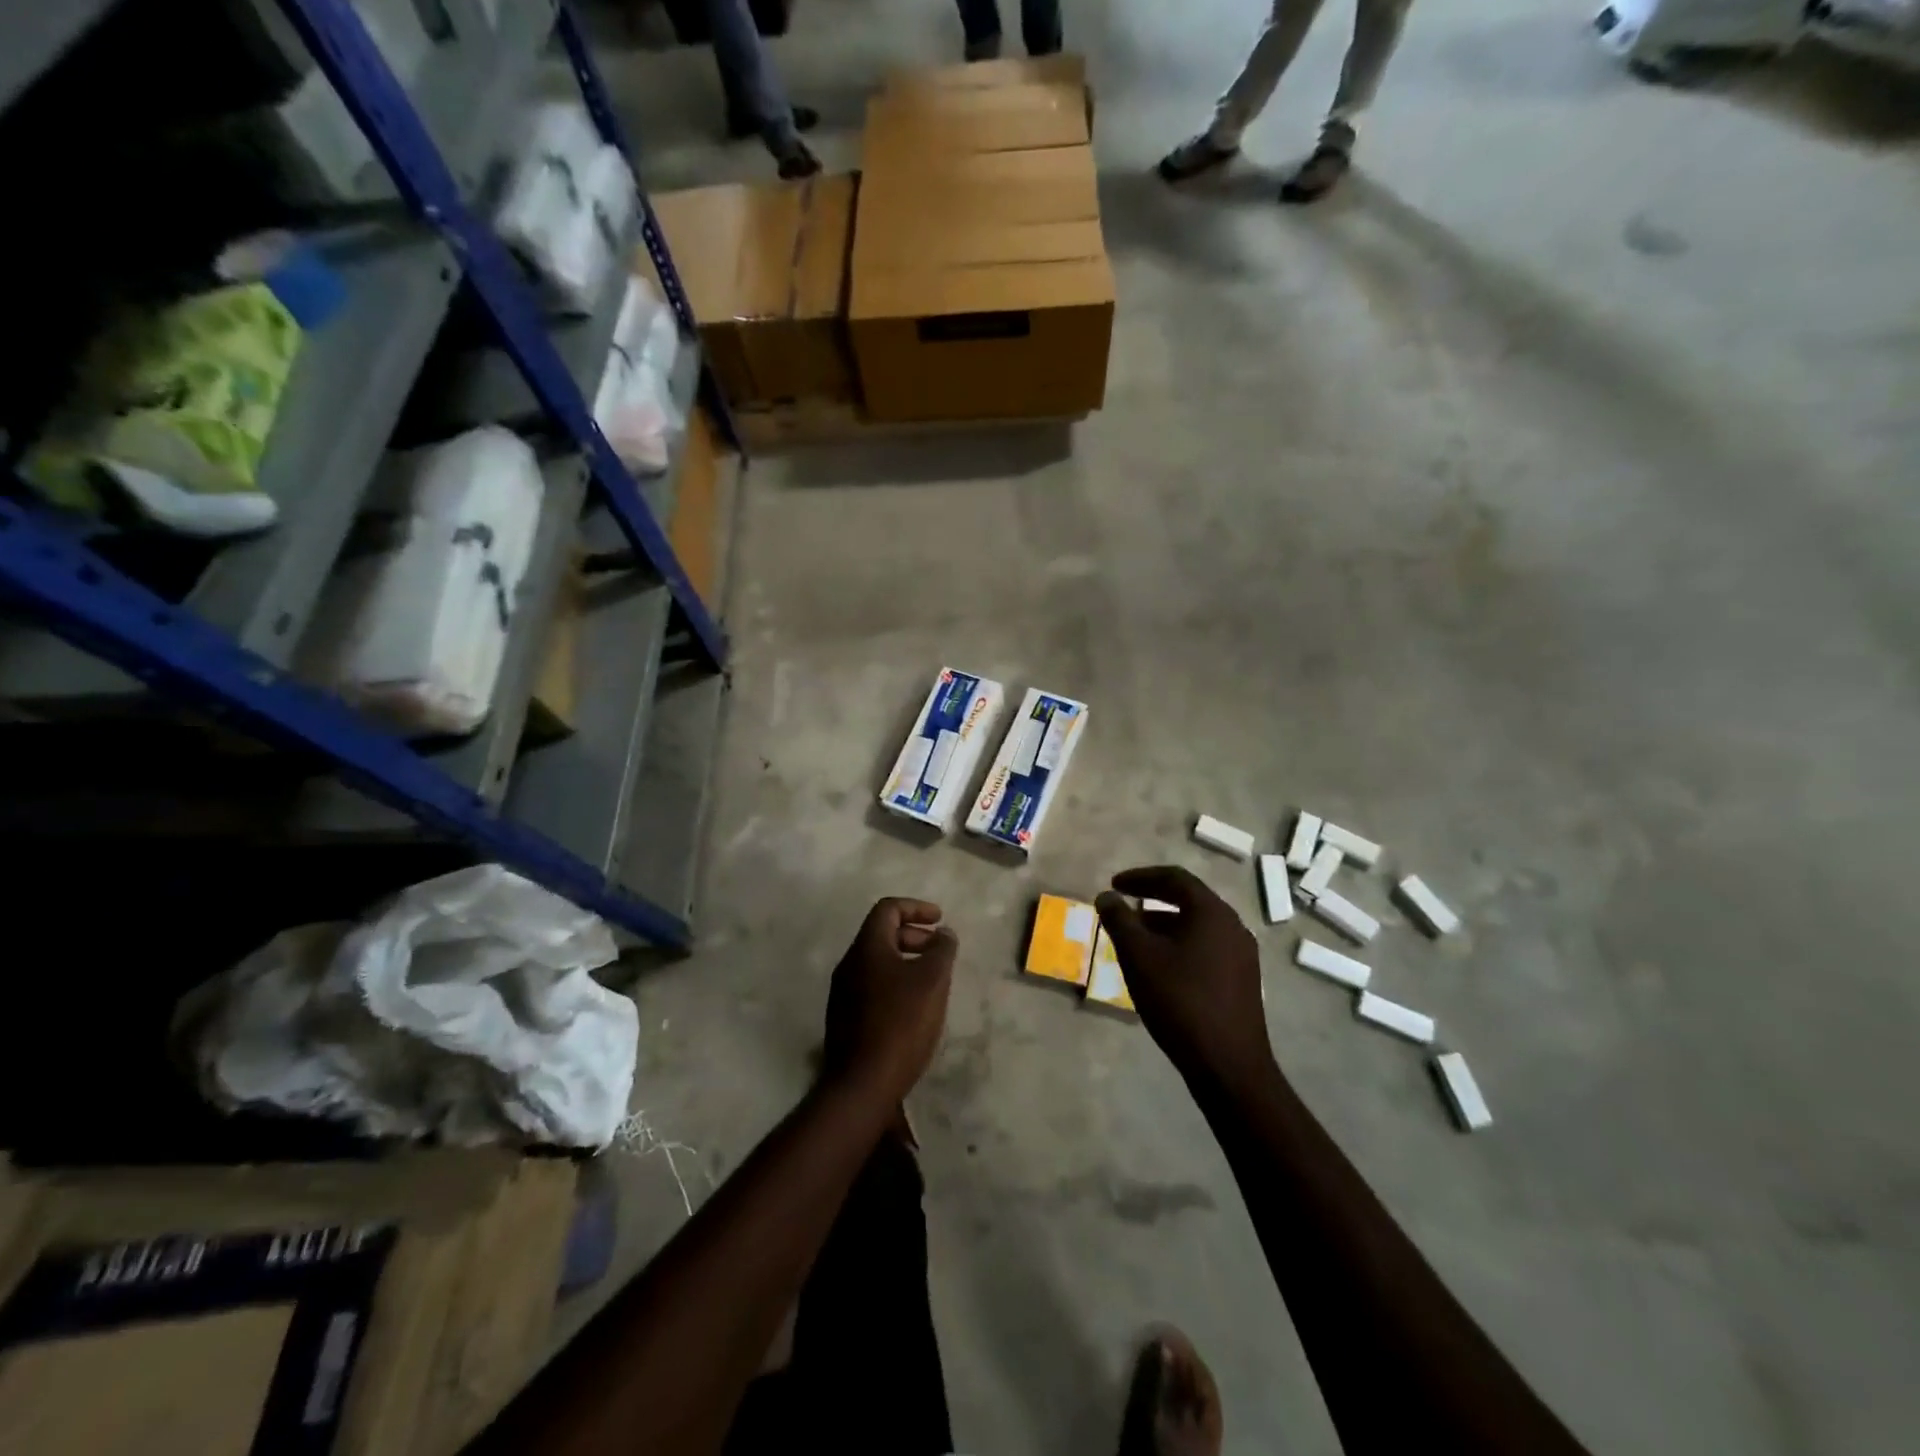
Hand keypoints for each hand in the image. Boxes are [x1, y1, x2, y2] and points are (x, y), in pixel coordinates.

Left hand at [822, 898, 956, 1105]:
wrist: (862, 1083)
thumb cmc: (901, 1022)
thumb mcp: (933, 980)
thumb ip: (942, 949)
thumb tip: (943, 934)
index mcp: (867, 948)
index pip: (888, 909)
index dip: (916, 908)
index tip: (940, 920)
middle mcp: (849, 964)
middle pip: (882, 934)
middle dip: (914, 936)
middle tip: (940, 951)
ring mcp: (843, 992)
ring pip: (878, 962)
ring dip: (906, 960)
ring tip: (932, 980)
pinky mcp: (845, 1017)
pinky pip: (873, 985)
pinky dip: (896, 982)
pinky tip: (914, 1007)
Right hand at [1096, 867, 1273, 1086]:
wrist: (1229, 1065)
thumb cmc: (1180, 1001)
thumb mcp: (1139, 957)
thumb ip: (1119, 920)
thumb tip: (1106, 896)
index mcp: (1212, 913)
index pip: (1175, 878)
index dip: (1140, 877)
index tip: (1114, 884)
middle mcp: (1233, 926)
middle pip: (1188, 900)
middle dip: (1152, 900)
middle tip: (1123, 906)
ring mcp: (1242, 955)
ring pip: (1197, 926)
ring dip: (1164, 925)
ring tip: (1135, 939)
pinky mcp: (1242, 981)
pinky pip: (1206, 948)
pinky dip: (1179, 945)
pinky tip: (1160, 968)